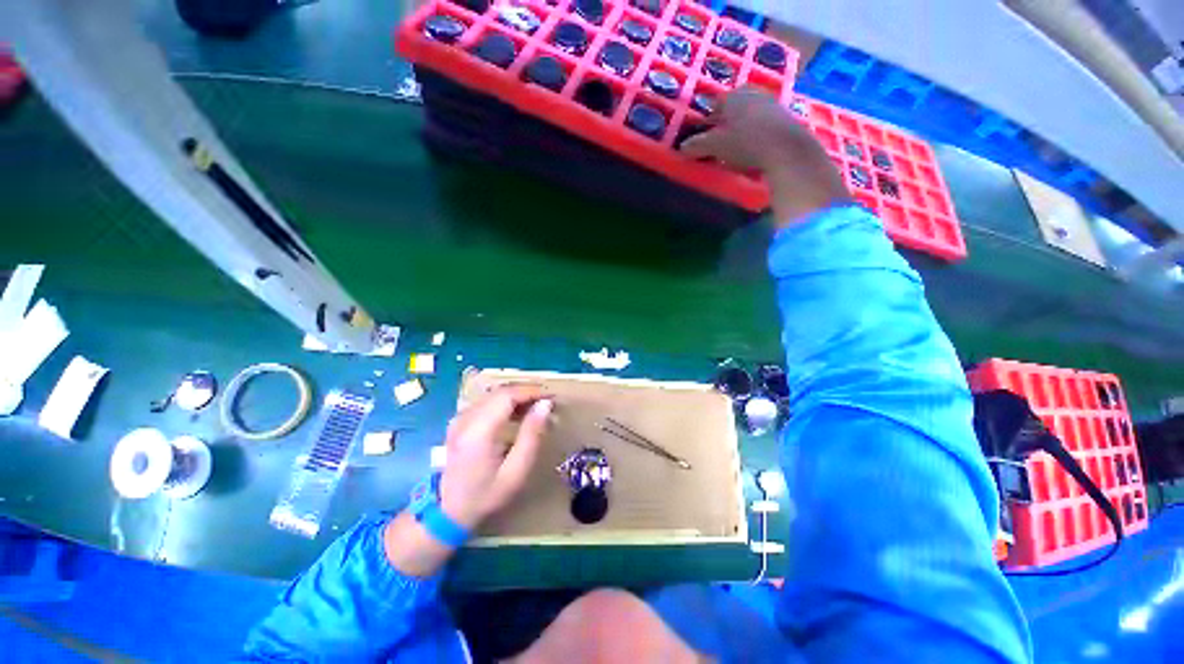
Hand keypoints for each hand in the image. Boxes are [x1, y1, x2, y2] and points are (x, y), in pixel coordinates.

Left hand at [439, 384, 552, 529]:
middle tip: (547, 403)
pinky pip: (486, 402)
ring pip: (493, 395)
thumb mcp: (516, 471)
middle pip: (500, 392)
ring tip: (536, 408)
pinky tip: (516, 414)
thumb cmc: (486, 495)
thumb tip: (545, 405)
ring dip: (516, 397)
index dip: (532, 391)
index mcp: (479, 431)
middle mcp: (466, 418)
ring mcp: (459, 419)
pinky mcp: (459, 422)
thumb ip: (531, 435)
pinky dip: (504, 403)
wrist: (448, 513)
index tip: (552, 397)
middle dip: (526, 392)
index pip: (508, 395)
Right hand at [680, 87, 849, 225]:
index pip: (715, 105)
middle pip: (734, 108)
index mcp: (733, 96)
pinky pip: (765, 124)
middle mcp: (752, 93)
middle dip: (726, 123)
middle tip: (720, 143)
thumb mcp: (715, 147)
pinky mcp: (786, 117)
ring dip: (743, 128)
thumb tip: (682, 148)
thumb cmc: (745, 143)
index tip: (705, 137)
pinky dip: (758, 133)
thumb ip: (696, 146)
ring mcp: (772, 102)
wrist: (786, 149)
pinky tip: (755, 149)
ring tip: (737, 148)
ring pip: (750, 115)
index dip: (708, 122)